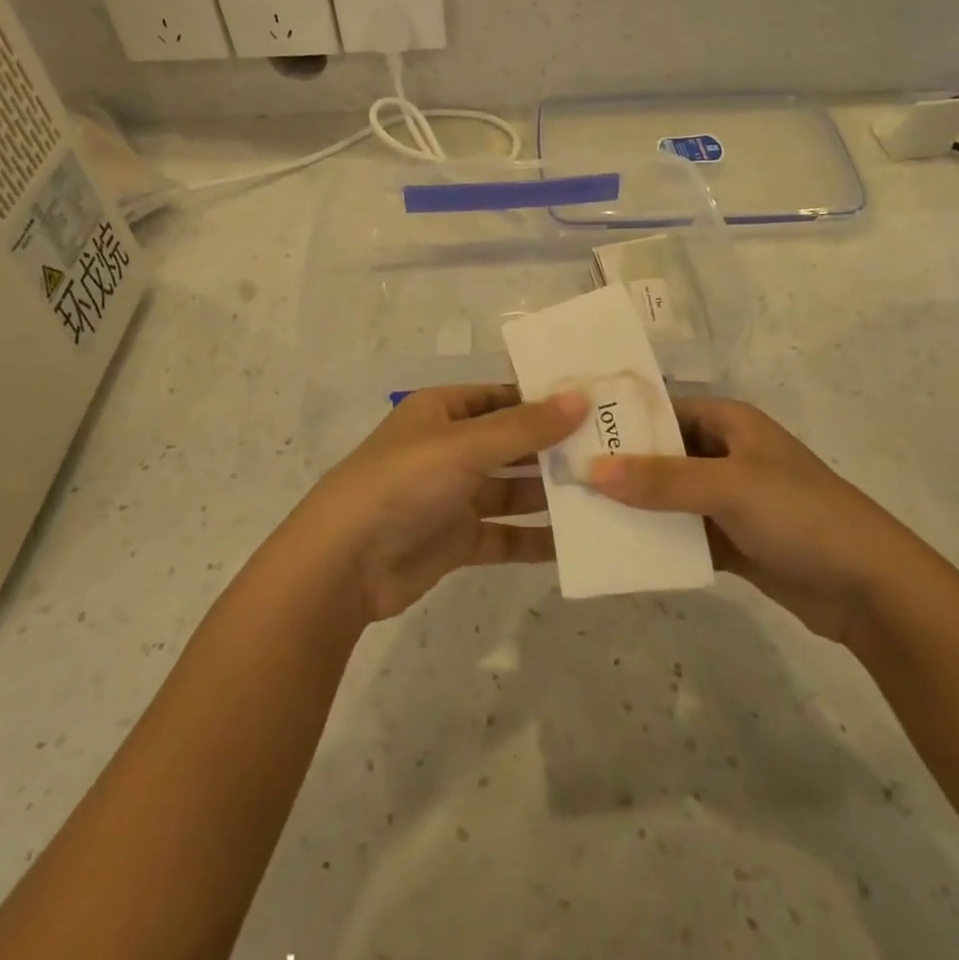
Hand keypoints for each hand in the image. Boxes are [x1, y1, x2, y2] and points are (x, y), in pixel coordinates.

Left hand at [295, 386, 588, 622]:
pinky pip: (505, 534)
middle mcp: (451, 448)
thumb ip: (524, 427)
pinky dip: (535, 538)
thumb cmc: (403, 482)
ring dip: (550, 493)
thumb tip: (580, 398)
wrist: (344, 563)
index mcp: (444, 411)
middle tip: (614, 451)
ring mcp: (454, 495)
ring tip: (606, 494)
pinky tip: (576, 542)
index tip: (596, 404)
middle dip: (555, 448)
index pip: (503, 396)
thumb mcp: (465, 446)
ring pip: (512, 489)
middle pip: (512, 443)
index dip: (545, 399)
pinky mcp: (457, 539)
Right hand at [588, 398, 928, 645]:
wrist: (870, 589)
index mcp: (729, 423)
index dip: (620, 420)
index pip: (662, 410)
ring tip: (579, 513)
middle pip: (661, 454)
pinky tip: (617, 547)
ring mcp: (728, 499)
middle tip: (563, 477)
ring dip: (634, 505)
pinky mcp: (731, 539)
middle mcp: (726, 453)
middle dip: (619, 466)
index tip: (570, 432)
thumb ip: (661, 479)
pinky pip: (682, 532)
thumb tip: (590, 469)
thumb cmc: (801, 516)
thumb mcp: (729, 487)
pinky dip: (656, 538)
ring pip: (668, 496)